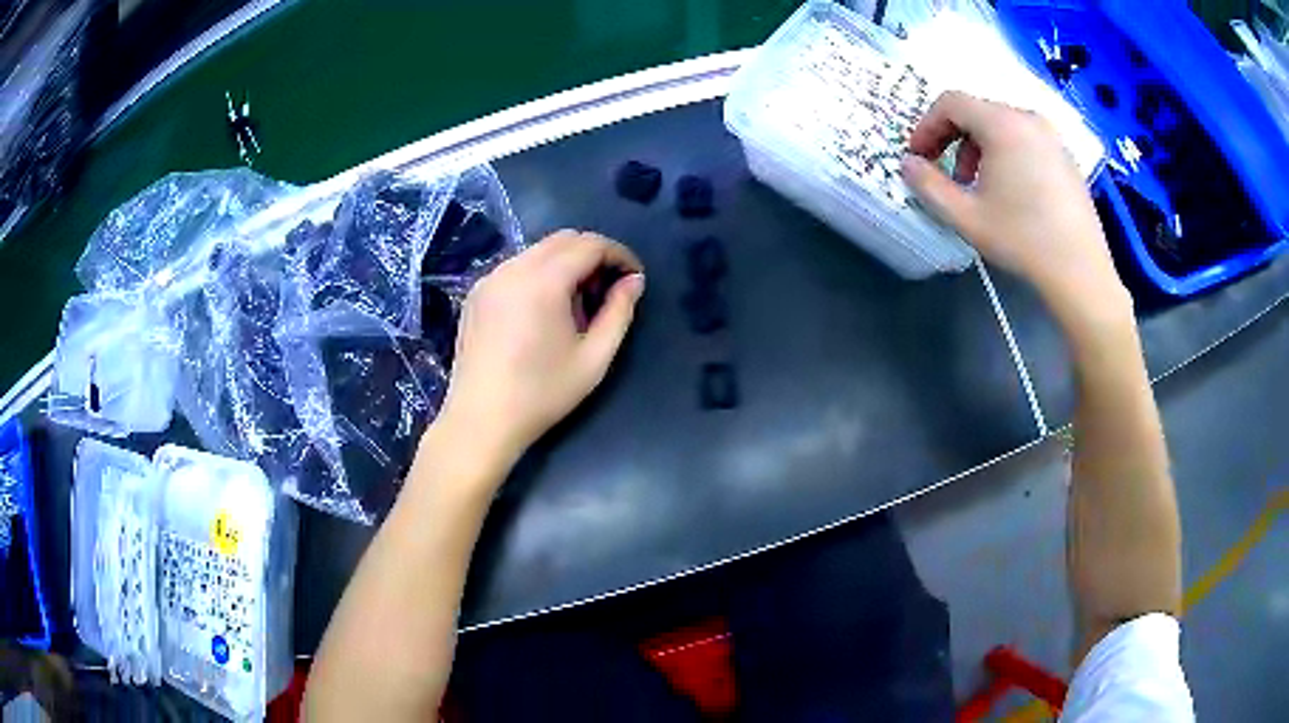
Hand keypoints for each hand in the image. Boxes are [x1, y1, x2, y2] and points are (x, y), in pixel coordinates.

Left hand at [437, 230, 644, 465]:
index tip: (634, 277)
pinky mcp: (477, 293)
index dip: (618, 254)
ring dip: (566, 263)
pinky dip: (540, 273)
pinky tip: (544, 310)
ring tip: (577, 303)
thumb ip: (619, 312)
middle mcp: (513, 268)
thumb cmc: (542, 393)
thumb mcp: (594, 358)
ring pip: (538, 250)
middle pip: (563, 239)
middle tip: (608, 289)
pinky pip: (516, 267)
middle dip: (593, 255)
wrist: (481, 420)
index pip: (589, 244)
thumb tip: (634, 280)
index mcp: (543, 281)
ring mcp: (490, 278)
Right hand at [901, 91, 1131, 331]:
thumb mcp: (965, 216)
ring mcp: (1052, 137)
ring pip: (1003, 126)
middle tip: (951, 177)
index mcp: (1002, 123)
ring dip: (981, 148)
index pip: (951, 102)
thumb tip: (907, 164)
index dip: (927, 126)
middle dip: (955, 140)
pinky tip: (1012, 193)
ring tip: (981, 187)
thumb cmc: (1021, 240)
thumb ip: (928, 185)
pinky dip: (1008, 155)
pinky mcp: (1067, 157)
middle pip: (978, 112)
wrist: (1080, 272)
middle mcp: (1028, 119)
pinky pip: (1027, 141)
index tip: (919, 157)